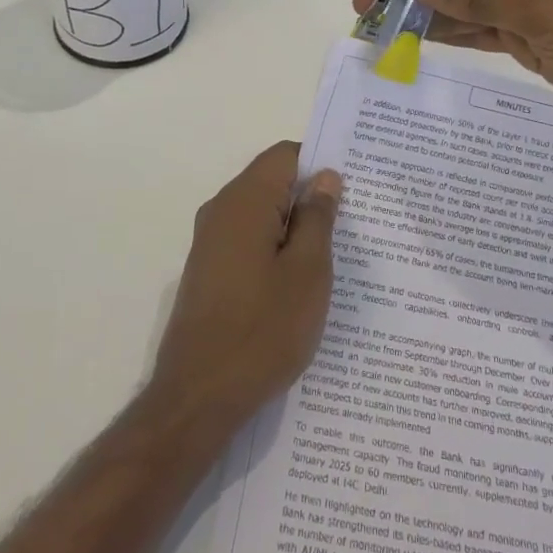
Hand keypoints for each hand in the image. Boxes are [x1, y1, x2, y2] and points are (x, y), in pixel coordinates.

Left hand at [151, 143, 341, 433]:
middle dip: (311, 197)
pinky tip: (301, 283)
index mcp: (244, 201)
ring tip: (336, 256)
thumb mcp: (307, 272)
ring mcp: (210, 243)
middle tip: (354, 223)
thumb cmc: (262, 330)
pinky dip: (276, 250)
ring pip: (262, 215)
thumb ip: (317, 218)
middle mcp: (221, 211)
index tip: (354, 186)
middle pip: (272, 183)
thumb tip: (324, 177)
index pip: (285, 155)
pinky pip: (249, 242)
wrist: (198, 397)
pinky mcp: (208, 272)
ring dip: (295, 228)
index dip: (320, 163)